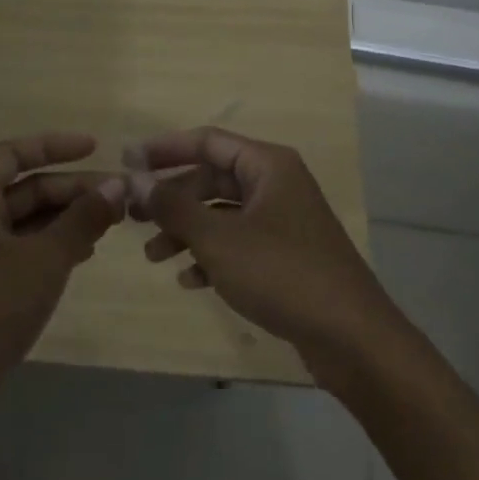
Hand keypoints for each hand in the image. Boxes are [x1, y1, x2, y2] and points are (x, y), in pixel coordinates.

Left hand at [0, 133, 124, 398]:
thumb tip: (118, 185)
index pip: (14, 153)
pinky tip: (82, 254)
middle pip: (25, 188)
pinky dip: (52, 245)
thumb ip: (83, 218)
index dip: (55, 145)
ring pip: (26, 221)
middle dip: (71, 189)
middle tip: (117, 198)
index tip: (97, 148)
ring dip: (66, 218)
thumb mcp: (45, 258)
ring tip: (108, 225)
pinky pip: (21, 249)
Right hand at [130, 128, 397, 376]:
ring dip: (186, 231)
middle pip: (212, 178)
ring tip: (152, 256)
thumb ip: (173, 206)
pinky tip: (189, 281)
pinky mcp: (286, 257)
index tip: (127, 161)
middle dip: (172, 198)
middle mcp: (276, 184)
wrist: (351, 338)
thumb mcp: (218, 238)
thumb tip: (135, 178)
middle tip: (132, 216)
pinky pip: (238, 244)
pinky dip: (211, 256)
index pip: (207, 141)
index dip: (165, 149)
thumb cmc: (281, 273)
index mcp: (268, 165)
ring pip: (223, 214)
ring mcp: (283, 221)